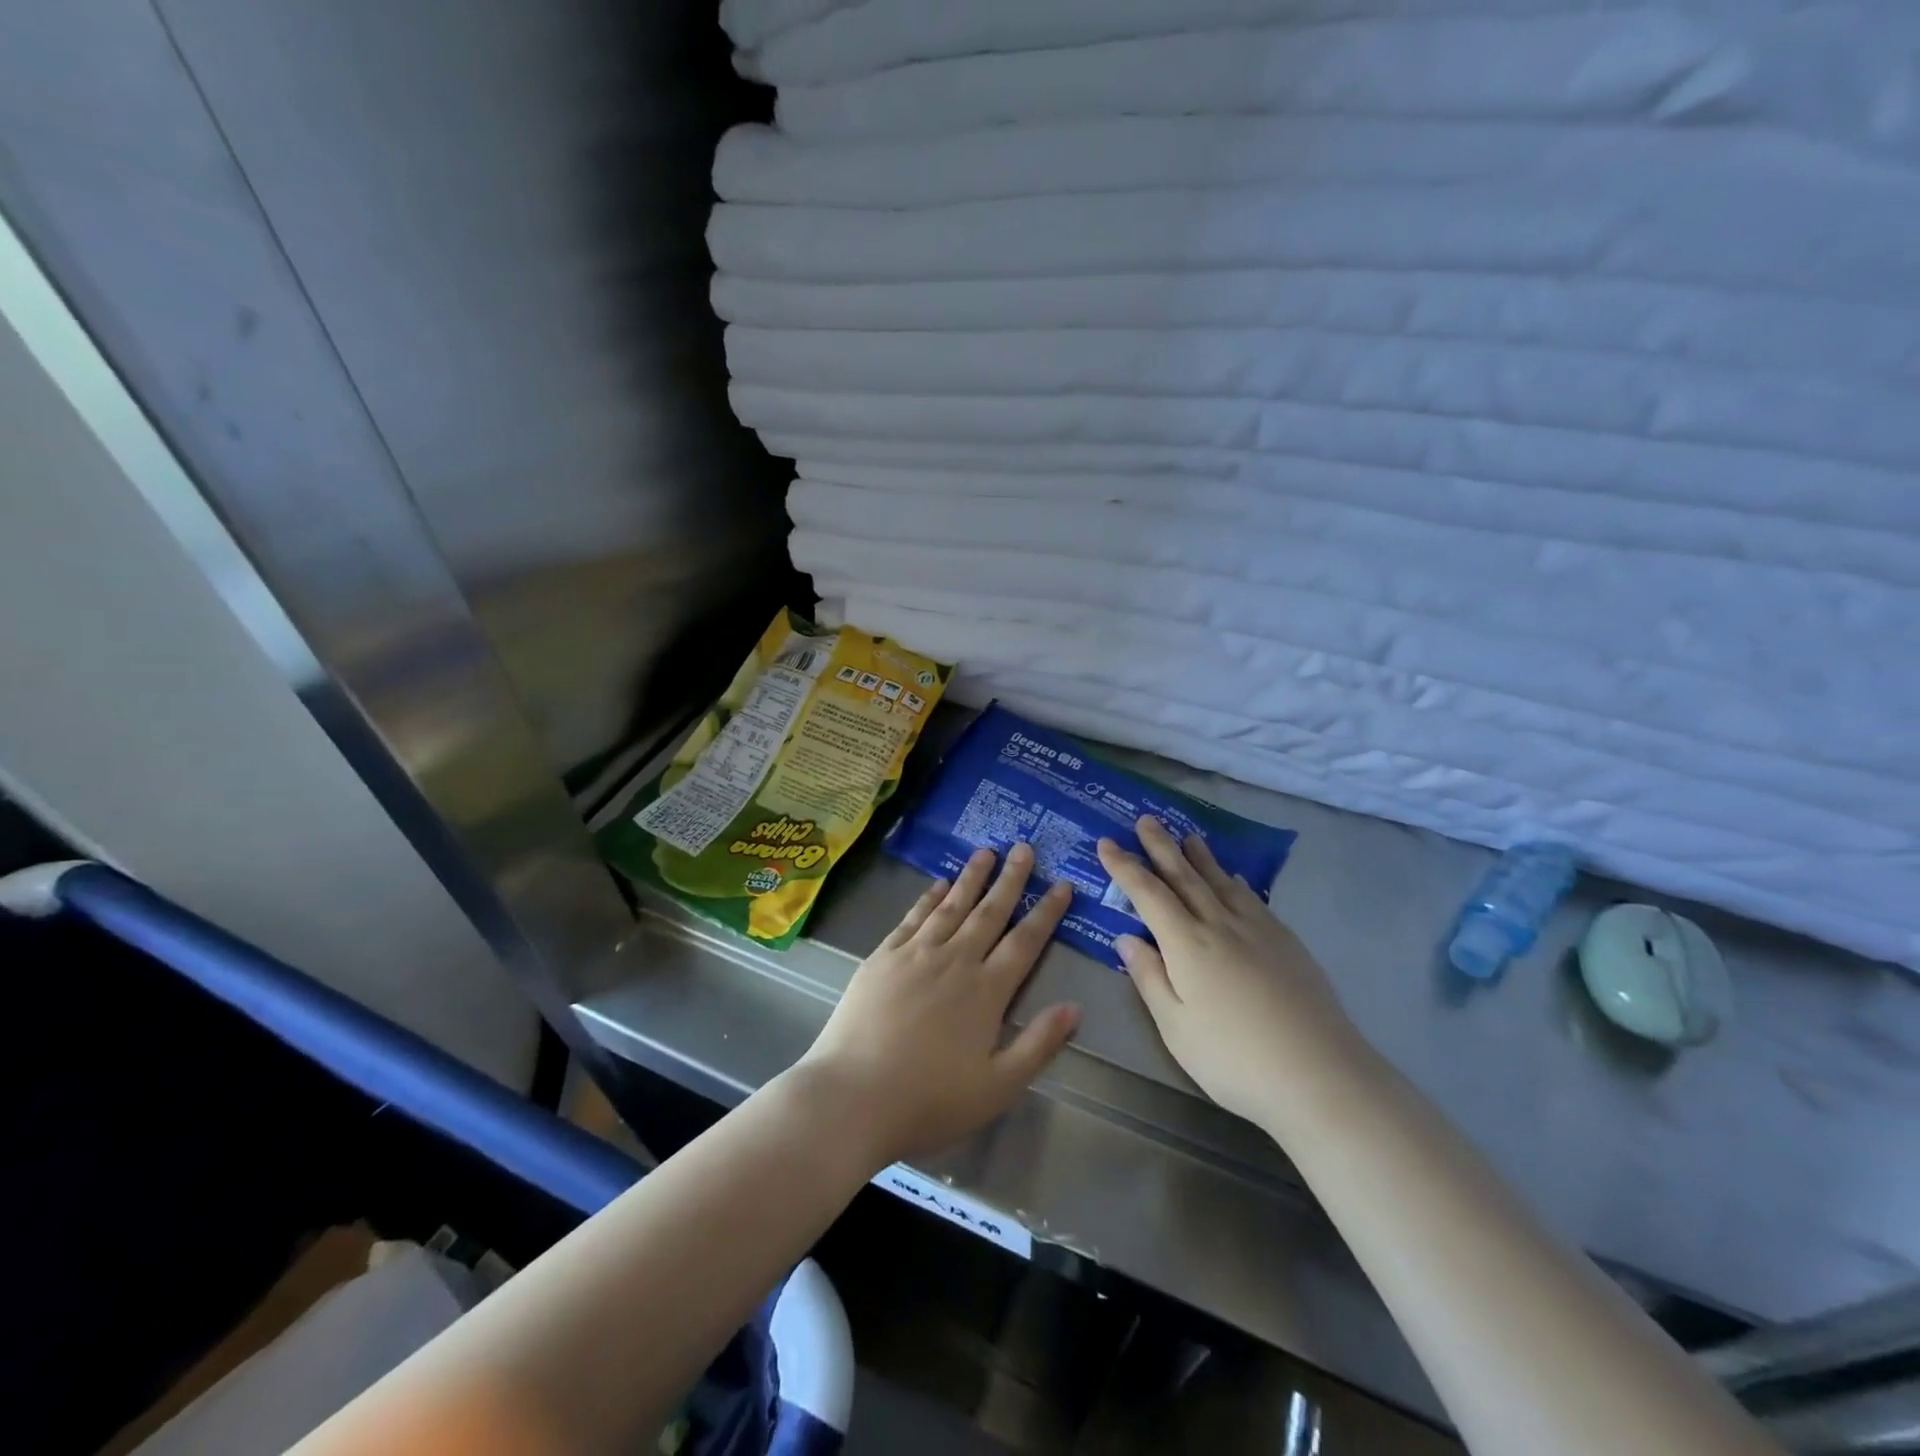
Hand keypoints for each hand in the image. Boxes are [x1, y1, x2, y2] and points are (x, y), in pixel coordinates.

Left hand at [796, 844, 1079, 1166]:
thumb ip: (1038, 1044)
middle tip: (1024, 848)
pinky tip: (938, 884)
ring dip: (971, 877)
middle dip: (1011, 879)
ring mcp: (915, 954)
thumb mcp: (998, 1087)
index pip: (1025, 942)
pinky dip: (929, 897)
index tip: (1062, 884)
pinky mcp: (882, 957)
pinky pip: (913, 917)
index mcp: (986, 991)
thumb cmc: (929, 1100)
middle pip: (989, 912)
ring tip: (986, 852)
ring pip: (951, 906)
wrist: (853, 1096)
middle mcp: (955, 961)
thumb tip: (1074, 1007)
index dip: (1046, 912)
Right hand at [1098, 817, 1367, 1125]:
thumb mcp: (1176, 1028)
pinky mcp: (1286, 942)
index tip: (1107, 843)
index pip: (1148, 894)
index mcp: (1187, 944)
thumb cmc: (1235, 1059)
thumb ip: (1150, 978)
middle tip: (1146, 819)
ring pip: (1220, 882)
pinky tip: (1234, 879)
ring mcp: (1258, 930)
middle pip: (1184, 876)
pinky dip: (1236, 882)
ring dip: (1200, 857)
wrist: (1321, 1076)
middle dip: (1161, 846)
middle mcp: (1220, 924)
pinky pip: (1252, 899)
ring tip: (1188, 836)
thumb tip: (1127, 937)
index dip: (1125, 867)